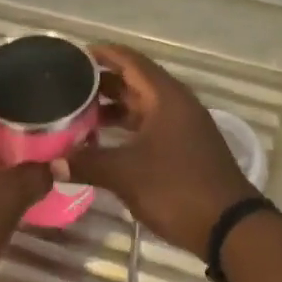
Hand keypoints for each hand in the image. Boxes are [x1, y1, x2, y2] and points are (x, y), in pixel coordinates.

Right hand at [66, 44, 258, 254]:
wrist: (228, 227)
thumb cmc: (177, 188)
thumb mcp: (126, 174)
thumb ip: (88, 163)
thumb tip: (53, 163)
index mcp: (166, 97)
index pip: (131, 61)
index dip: (103, 54)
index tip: (73, 55)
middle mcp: (176, 105)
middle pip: (135, 82)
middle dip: (102, 83)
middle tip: (67, 87)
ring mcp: (183, 128)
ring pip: (142, 107)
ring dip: (113, 108)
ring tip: (77, 114)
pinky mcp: (184, 149)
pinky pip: (149, 127)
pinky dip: (126, 129)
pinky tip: (102, 143)